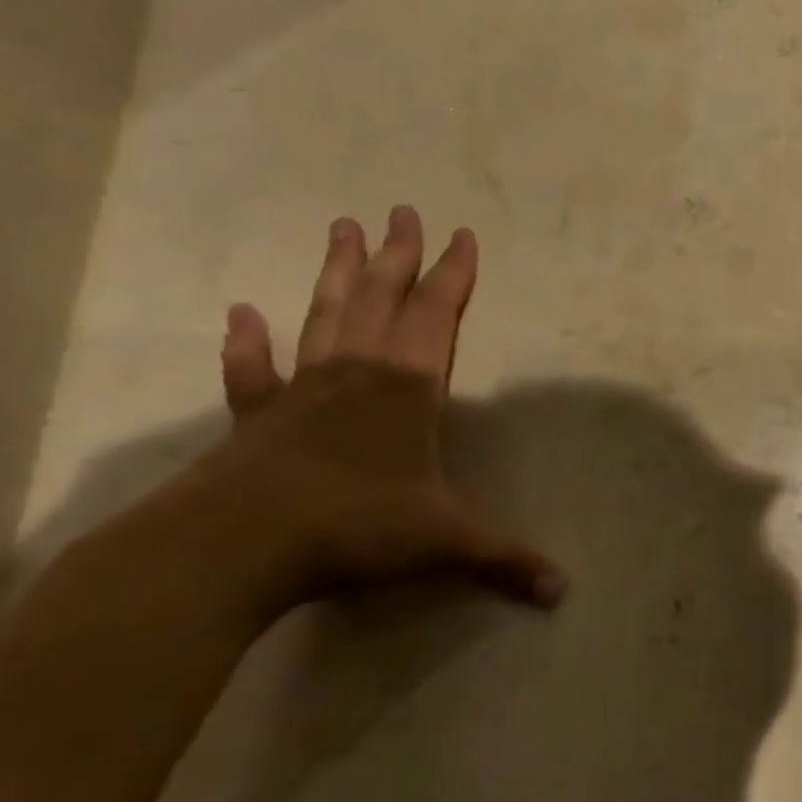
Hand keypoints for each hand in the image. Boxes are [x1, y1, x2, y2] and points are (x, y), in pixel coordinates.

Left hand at [166, 206, 561, 625]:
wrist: (237, 548)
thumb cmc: (354, 528)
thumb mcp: (444, 543)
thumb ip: (504, 560)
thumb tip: (564, 592)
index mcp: (407, 390)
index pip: (437, 317)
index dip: (454, 276)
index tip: (462, 235)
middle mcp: (357, 375)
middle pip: (381, 299)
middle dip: (397, 255)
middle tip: (402, 210)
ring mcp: (302, 391)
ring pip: (326, 317)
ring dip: (336, 273)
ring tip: (342, 226)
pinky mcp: (257, 418)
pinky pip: (254, 372)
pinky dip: (248, 343)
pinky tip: (241, 312)